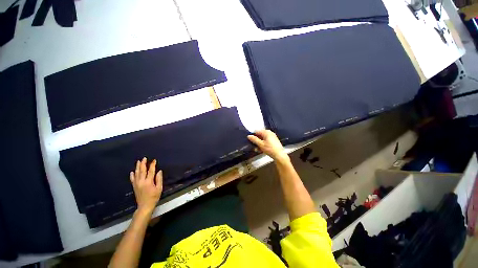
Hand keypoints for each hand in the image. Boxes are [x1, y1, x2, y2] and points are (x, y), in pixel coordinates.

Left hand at [130, 157, 162, 214]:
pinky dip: (132, 174)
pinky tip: (133, 171)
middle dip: (143, 163)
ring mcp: (136, 182)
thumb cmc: (153, 198)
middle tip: (144, 158)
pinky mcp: (134, 185)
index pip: (151, 171)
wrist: (145, 206)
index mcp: (149, 182)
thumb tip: (159, 171)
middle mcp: (142, 180)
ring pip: (137, 172)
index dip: (152, 165)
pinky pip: (132, 178)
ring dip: (138, 166)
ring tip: (139, 161)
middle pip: (142, 169)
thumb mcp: (159, 190)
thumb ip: (159, 180)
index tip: (154, 160)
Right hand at [247, 130, 288, 162]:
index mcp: (266, 132)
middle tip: (253, 146)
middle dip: (256, 140)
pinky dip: (263, 144)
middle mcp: (270, 133)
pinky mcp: (274, 141)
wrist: (279, 155)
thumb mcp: (261, 144)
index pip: (257, 131)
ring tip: (257, 149)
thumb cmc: (269, 149)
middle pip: (260, 135)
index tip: (249, 141)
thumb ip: (254, 139)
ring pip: (263, 139)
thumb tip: (248, 136)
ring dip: (259, 144)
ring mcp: (273, 137)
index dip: (252, 136)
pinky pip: (267, 141)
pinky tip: (262, 150)